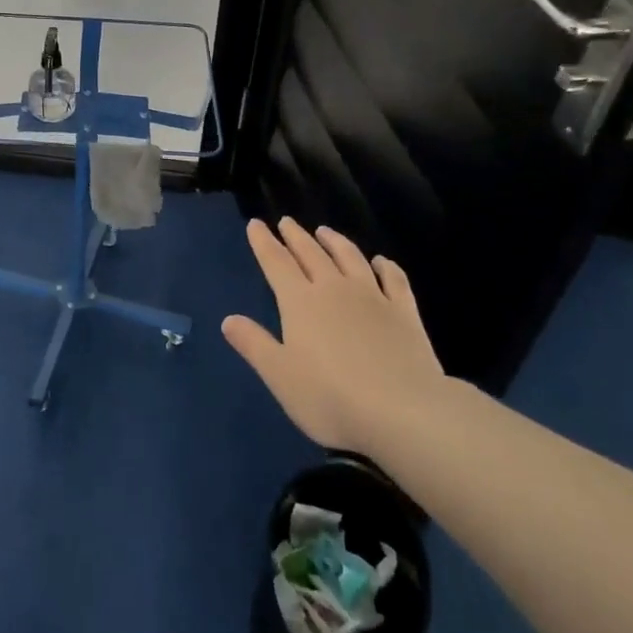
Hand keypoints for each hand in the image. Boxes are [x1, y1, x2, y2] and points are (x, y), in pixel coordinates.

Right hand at [222, 218, 446, 461]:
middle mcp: (334, 289)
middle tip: (286, 221)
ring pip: (350, 257)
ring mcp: (373, 297)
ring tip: (325, 231)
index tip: (256, 224)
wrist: (403, 410)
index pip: (276, 263)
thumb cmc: (331, 398)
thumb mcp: (280, 376)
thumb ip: (254, 345)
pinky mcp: (404, 312)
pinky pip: (393, 279)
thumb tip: (228, 319)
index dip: (264, 242)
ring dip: (335, 241)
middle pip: (311, 253)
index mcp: (300, 302)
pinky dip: (385, 266)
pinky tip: (381, 261)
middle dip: (295, 236)